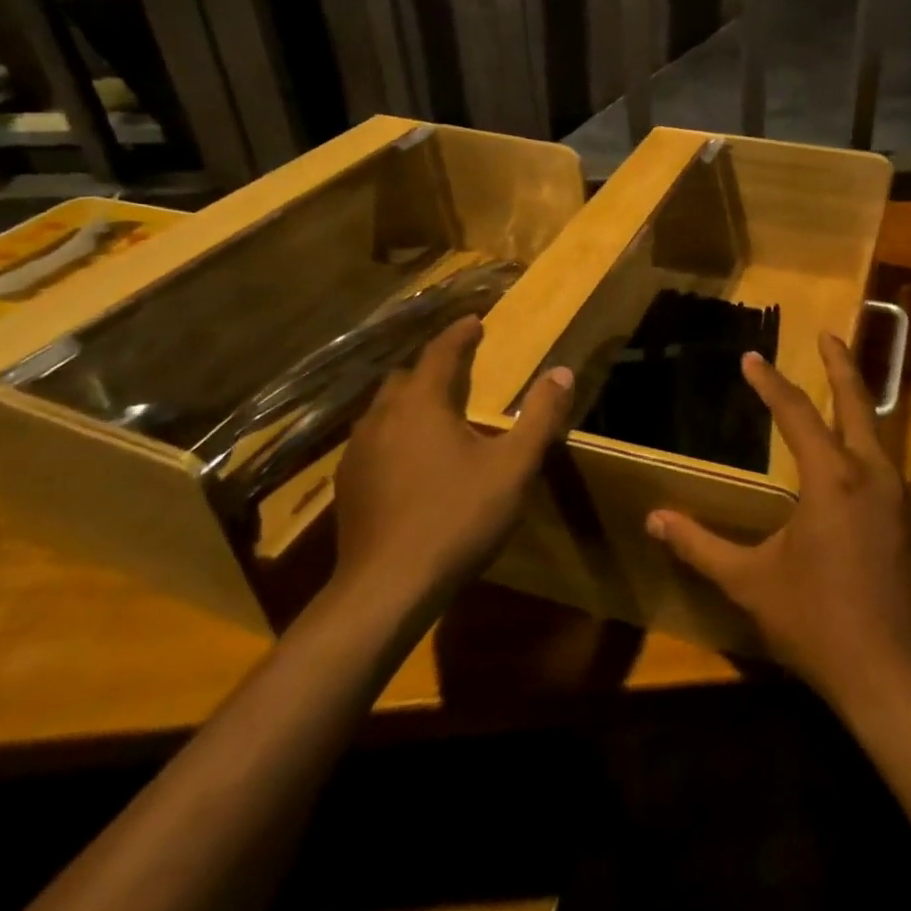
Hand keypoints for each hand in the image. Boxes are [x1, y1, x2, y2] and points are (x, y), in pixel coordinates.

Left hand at [331, 315, 572, 608]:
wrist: (387, 588)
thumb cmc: (457, 518)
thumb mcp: (513, 467)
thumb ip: (539, 416)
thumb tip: (562, 373)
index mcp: (422, 404)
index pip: (440, 353)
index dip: (459, 334)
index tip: (474, 321)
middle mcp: (383, 417)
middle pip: (407, 377)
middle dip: (433, 367)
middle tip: (459, 368)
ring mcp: (358, 452)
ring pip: (384, 409)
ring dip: (410, 400)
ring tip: (436, 411)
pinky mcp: (348, 485)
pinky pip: (373, 439)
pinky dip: (395, 432)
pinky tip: (410, 458)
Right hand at [645, 332, 910, 711]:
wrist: (899, 676)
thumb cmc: (819, 623)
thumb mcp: (751, 583)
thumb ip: (701, 546)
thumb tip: (654, 520)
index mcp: (833, 478)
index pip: (796, 413)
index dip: (770, 383)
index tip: (752, 358)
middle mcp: (873, 474)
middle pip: (856, 402)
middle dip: (841, 364)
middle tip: (829, 333)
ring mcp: (902, 497)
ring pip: (878, 434)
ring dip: (857, 405)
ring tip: (840, 390)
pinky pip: (888, 468)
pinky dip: (867, 447)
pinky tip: (855, 465)